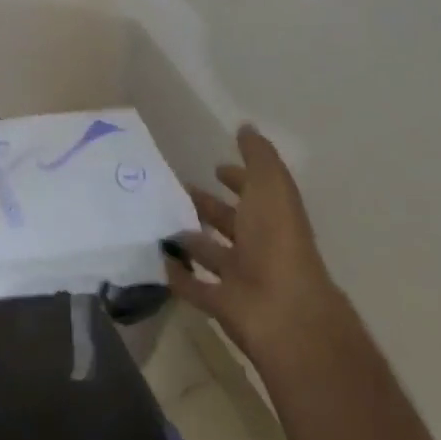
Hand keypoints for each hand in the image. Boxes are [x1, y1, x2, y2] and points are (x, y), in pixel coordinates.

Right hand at [165, 125, 352, 368]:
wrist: (283, 312)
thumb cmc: (277, 241)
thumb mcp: (270, 186)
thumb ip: (258, 156)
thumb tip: (246, 127)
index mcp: (274, 216)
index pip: (255, 191)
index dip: (238, 178)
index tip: (215, 167)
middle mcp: (260, 244)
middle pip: (232, 222)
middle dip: (209, 206)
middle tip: (176, 190)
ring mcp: (242, 277)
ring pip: (212, 254)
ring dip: (191, 239)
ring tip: (158, 223)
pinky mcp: (223, 304)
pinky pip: (195, 287)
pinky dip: (178, 276)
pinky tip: (157, 261)